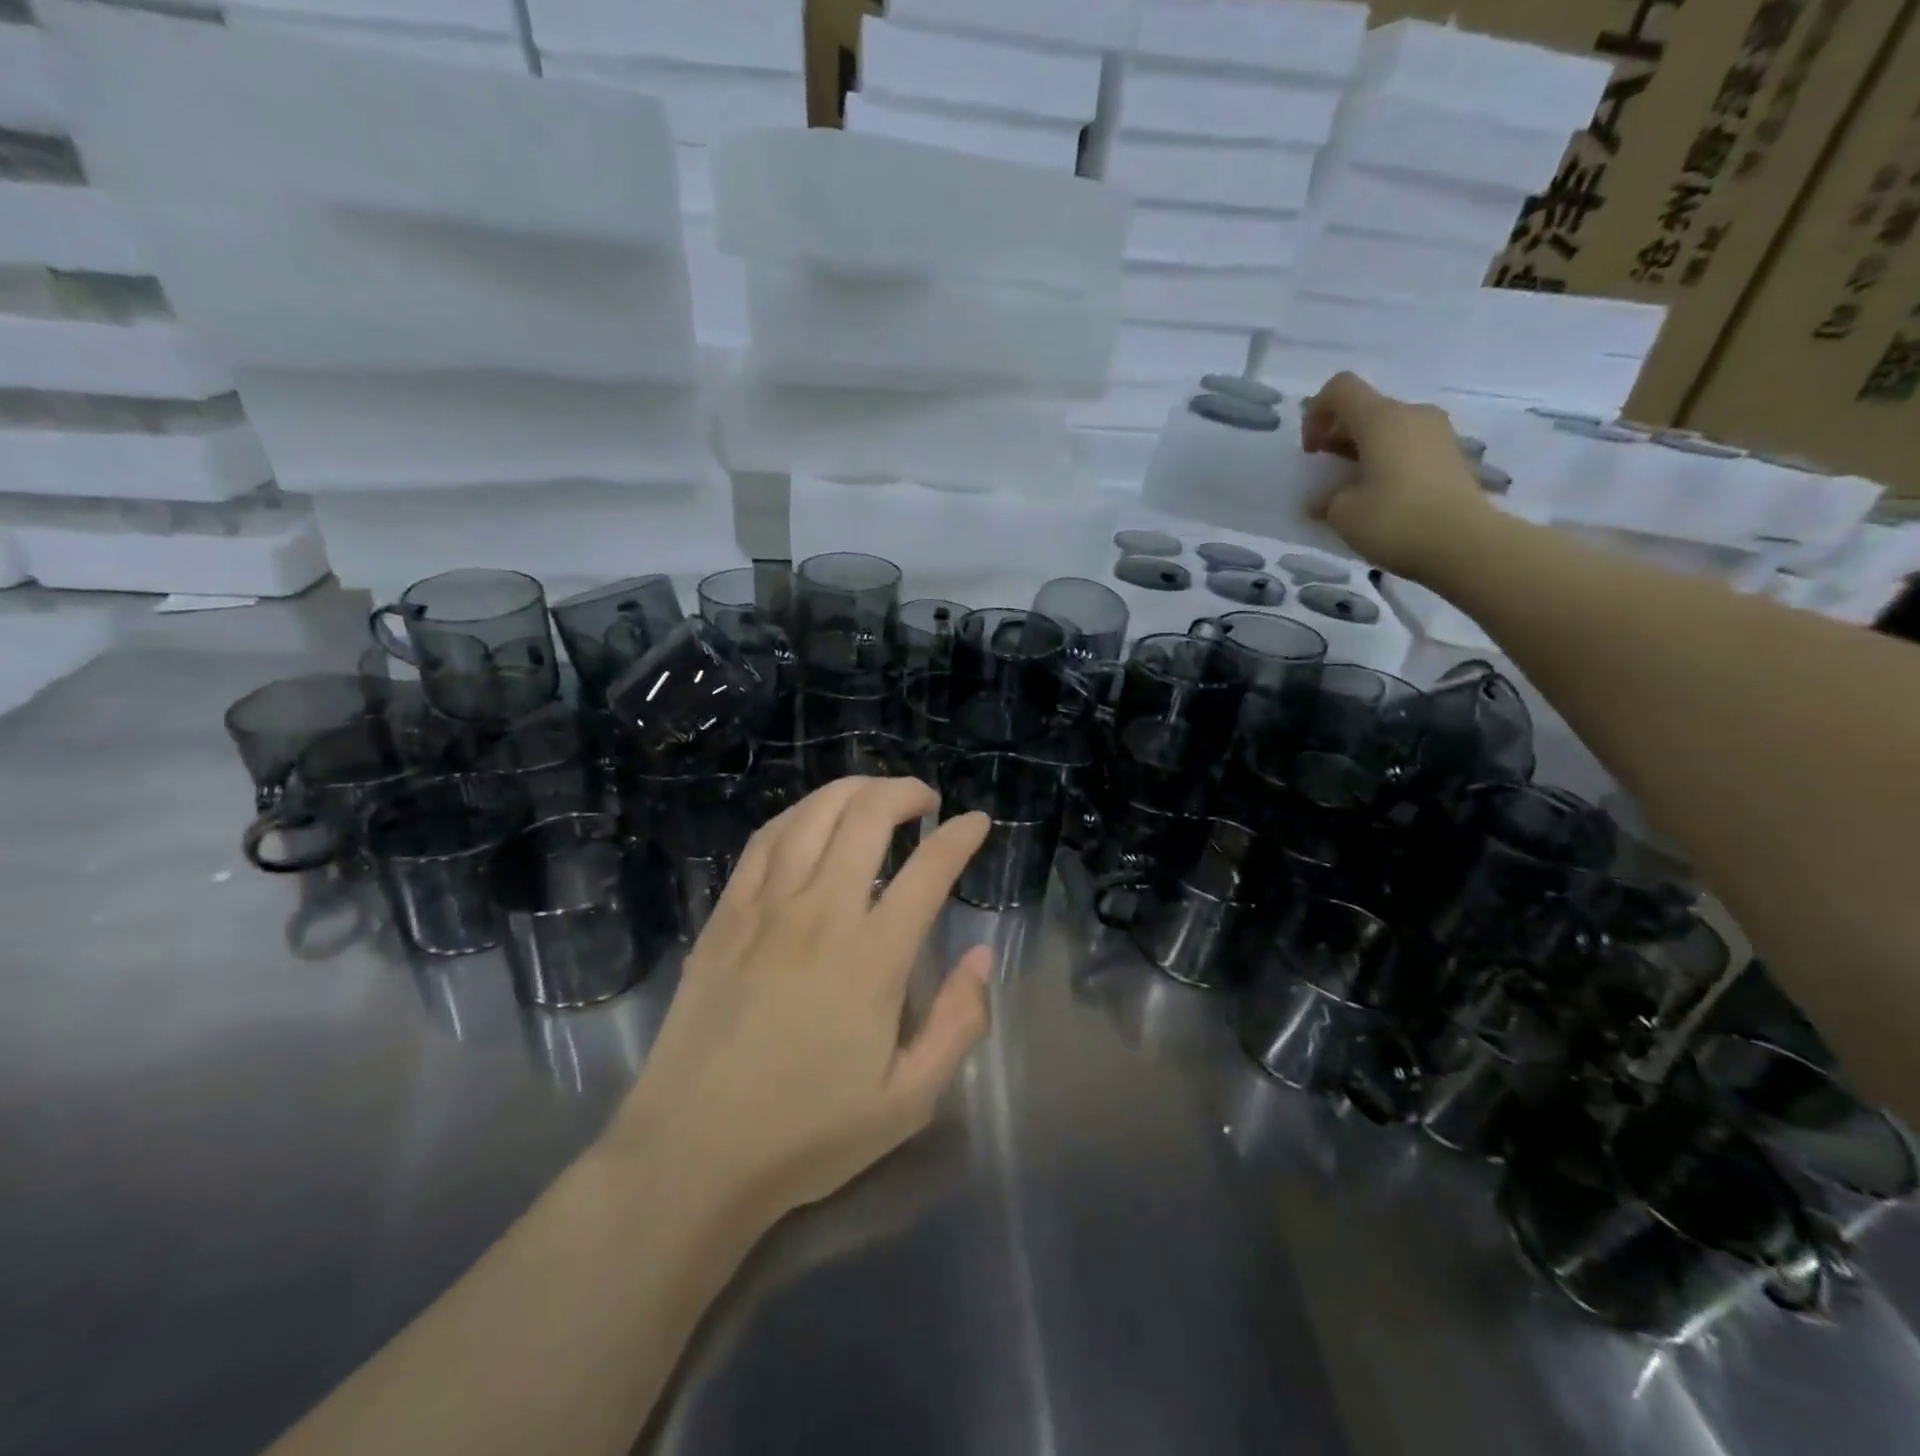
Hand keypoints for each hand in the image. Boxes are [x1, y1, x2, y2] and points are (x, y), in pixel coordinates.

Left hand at [608, 777, 993, 1230]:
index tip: (976, 822)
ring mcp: (766, 910)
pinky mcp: (725, 918)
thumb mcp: (908, 1101)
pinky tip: (809, 819)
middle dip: (904, 793)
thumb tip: (982, 956)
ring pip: (812, 817)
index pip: (929, 871)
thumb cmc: (806, 1135)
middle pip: (867, 818)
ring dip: (851, 790)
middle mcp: (820, 915)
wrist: (692, 1155)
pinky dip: (795, 816)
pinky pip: (763, 843)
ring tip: (875, 793)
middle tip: (925, 800)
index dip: (961, 837)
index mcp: (873, 958)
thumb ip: (957, 1023)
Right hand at [1300, 371, 1490, 579]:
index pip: (1340, 389)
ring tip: (1353, 489)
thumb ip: (1325, 498)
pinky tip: (1381, 498)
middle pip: (1365, 409)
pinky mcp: (1451, 456)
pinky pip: (1408, 447)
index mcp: (1381, 419)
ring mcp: (1437, 434)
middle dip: (1338, 436)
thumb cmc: (1394, 521)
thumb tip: (1323, 499)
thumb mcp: (1342, 514)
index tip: (1311, 452)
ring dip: (1363, 451)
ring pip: (1388, 429)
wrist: (1465, 545)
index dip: (1315, 414)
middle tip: (1327, 473)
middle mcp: (1412, 415)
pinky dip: (1387, 463)